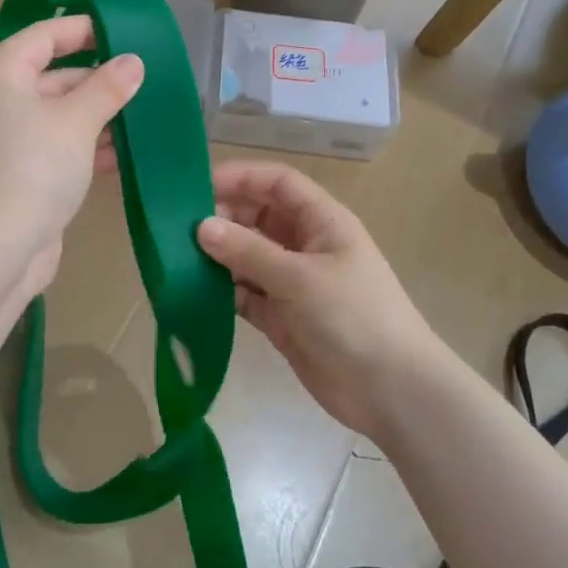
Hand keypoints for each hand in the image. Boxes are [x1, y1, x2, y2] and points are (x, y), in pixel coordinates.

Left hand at [0, 15, 143, 299]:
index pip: (43, 36)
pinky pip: (56, 149)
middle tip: (146, 79)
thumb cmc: (32, 169)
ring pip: (57, 116)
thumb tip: (132, 61)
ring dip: (98, 116)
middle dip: (98, 79)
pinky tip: (124, 154)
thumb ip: (106, 87)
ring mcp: (5, 142)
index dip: (83, 29)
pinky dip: (86, 147)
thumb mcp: (75, 122)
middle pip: (51, 76)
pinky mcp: (17, 176)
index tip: (125, 31)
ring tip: (145, 115)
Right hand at [196, 161, 440, 437]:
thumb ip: (248, 250)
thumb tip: (201, 226)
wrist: (391, 391)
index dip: (240, 177)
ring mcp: (292, 283)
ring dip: (218, 256)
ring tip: (177, 258)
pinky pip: (244, 294)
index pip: (277, 183)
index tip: (197, 186)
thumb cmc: (353, 317)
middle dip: (222, 218)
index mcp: (321, 222)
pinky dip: (222, 292)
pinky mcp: (281, 317)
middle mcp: (305, 245)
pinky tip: (193, 293)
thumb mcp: (299, 277)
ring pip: (247, 256)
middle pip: (257, 217)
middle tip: (178, 229)